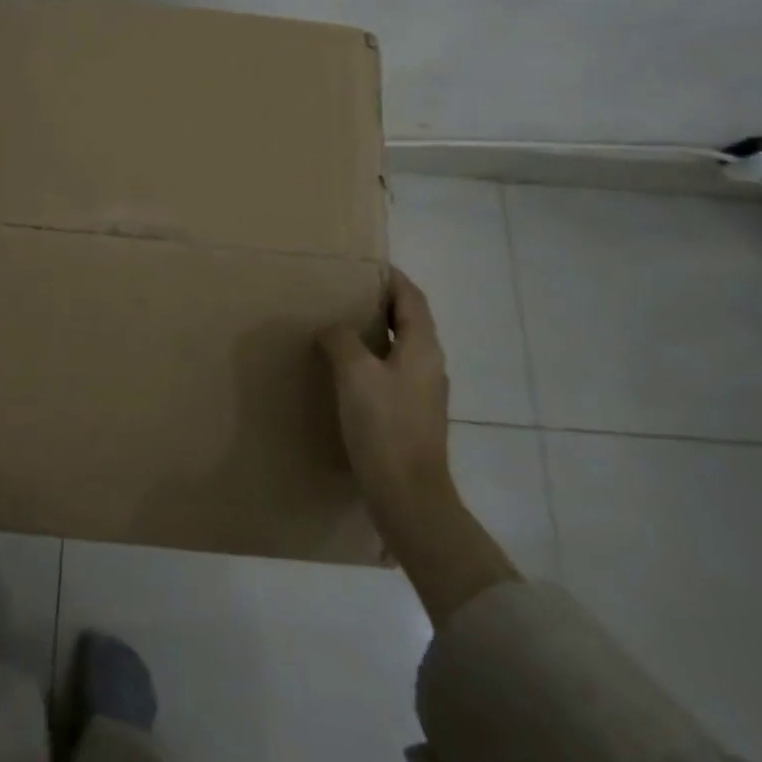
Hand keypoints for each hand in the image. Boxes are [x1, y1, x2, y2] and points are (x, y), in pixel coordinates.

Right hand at [318, 267, 453, 516]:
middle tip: (344, 293)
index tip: (367, 265)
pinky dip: (371, 360)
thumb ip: (342, 339)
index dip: (392, 278)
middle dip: (380, 303)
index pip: (411, 298)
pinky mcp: (410, 416)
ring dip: (374, 332)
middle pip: (408, 321)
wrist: (408, 495)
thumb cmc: (384, 426)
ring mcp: (422, 393)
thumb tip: (333, 329)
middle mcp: (429, 365)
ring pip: (399, 348)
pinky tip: (344, 371)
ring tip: (338, 327)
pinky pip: (391, 373)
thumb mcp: (355, 373)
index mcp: (422, 347)